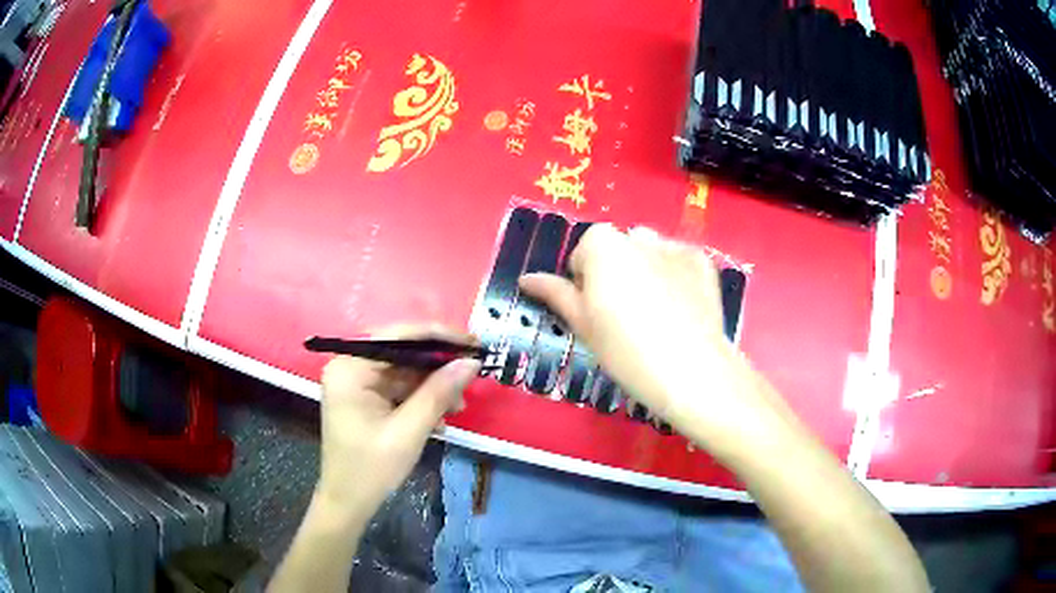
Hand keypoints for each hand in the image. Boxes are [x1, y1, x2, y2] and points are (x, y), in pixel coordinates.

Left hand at [315, 324, 480, 515]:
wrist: (348, 503)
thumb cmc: (372, 469)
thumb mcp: (409, 431)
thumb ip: (438, 393)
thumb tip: (470, 362)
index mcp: (350, 368)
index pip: (398, 336)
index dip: (439, 336)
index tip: (474, 342)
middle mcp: (349, 366)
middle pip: (402, 352)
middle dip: (438, 367)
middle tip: (472, 375)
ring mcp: (355, 382)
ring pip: (404, 370)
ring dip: (433, 387)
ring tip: (459, 406)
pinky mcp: (363, 398)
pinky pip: (398, 387)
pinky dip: (421, 399)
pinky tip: (441, 418)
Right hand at [520, 225, 792, 456]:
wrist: (690, 369)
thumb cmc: (625, 350)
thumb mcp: (583, 325)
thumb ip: (555, 294)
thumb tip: (526, 279)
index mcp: (602, 245)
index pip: (583, 254)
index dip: (586, 284)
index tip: (597, 314)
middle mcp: (638, 236)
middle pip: (618, 248)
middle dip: (617, 271)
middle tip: (626, 314)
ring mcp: (675, 246)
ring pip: (650, 251)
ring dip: (646, 269)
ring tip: (657, 311)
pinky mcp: (703, 261)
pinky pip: (680, 261)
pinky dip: (676, 276)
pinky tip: (681, 308)